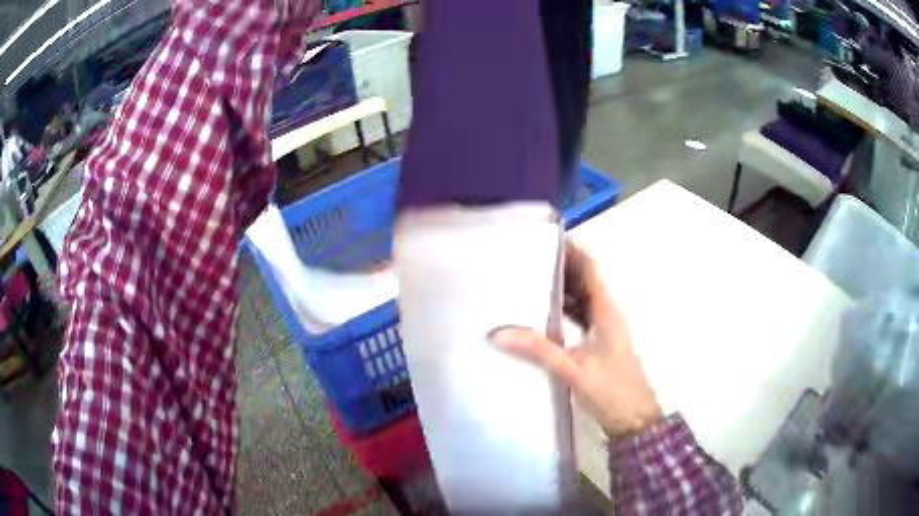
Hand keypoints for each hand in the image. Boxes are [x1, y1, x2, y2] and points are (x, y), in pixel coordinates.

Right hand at [490, 242, 661, 438]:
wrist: (634, 419)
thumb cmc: (611, 390)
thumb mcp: (573, 369)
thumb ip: (538, 350)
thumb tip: (498, 333)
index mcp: (606, 310)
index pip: (590, 268)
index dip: (572, 250)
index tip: (545, 238)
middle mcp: (607, 313)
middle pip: (584, 280)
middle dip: (560, 267)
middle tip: (526, 259)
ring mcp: (605, 328)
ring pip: (581, 299)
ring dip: (560, 289)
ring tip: (528, 281)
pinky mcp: (600, 343)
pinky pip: (580, 317)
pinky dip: (563, 310)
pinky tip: (541, 315)